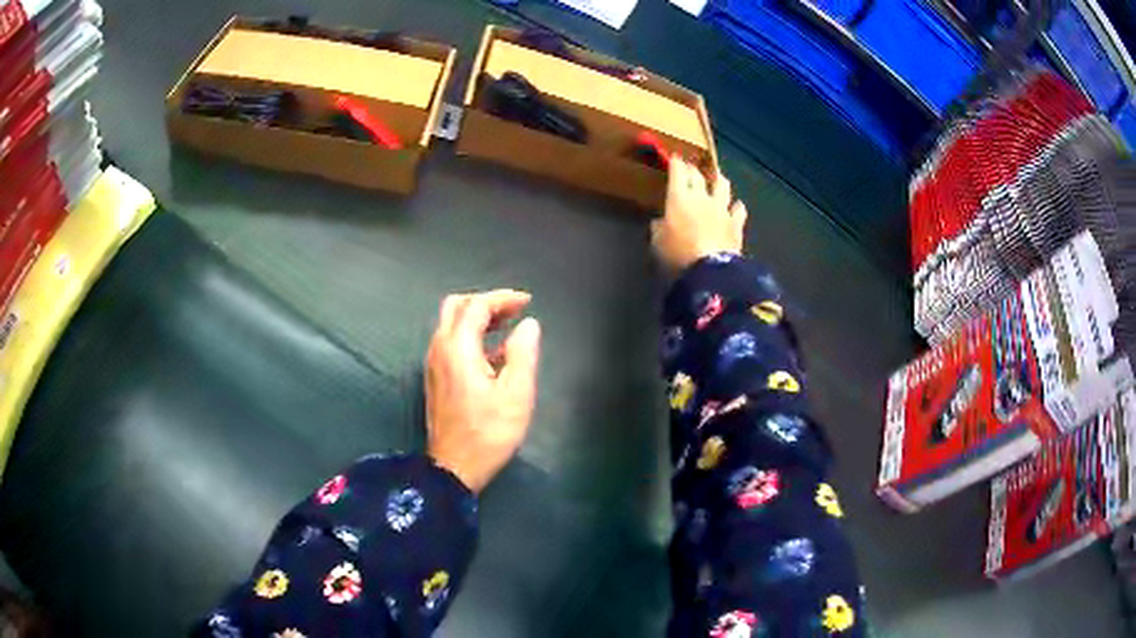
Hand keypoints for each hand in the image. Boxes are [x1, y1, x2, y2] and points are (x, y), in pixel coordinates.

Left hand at [425, 290, 541, 492]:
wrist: (454, 468)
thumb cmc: (489, 432)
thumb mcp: (516, 394)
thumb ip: (523, 353)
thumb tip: (528, 325)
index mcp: (458, 348)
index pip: (477, 306)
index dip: (503, 298)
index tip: (527, 302)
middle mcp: (439, 349)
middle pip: (456, 307)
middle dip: (486, 303)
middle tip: (513, 311)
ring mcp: (434, 364)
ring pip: (451, 324)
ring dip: (477, 319)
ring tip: (508, 327)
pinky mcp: (435, 378)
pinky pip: (450, 342)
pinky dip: (470, 336)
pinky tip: (494, 354)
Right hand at [651, 156, 747, 271]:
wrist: (710, 269)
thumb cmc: (678, 253)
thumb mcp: (658, 242)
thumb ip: (659, 228)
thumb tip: (660, 222)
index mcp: (679, 197)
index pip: (678, 172)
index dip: (676, 163)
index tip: (675, 157)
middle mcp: (702, 197)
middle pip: (698, 175)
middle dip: (693, 168)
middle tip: (690, 167)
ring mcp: (721, 209)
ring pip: (722, 185)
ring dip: (719, 179)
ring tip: (717, 177)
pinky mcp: (736, 223)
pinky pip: (739, 210)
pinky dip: (737, 207)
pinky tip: (736, 207)